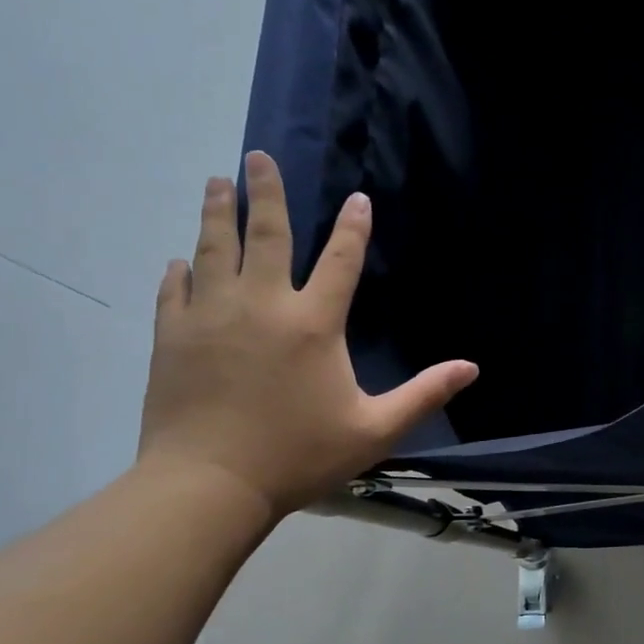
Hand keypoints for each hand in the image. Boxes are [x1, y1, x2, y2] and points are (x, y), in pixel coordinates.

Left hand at [136, 151, 477, 518]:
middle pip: (265, 235)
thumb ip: (424, 394)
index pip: (340, 260)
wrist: (206, 486)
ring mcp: (210, 318)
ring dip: (217, 213)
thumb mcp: (375, 429)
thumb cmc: (298, 455)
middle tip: (257, 157)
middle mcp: (262, 306)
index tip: (357, 198)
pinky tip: (181, 259)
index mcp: (313, 323)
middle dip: (264, 192)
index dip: (353, 227)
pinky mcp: (172, 338)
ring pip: (214, 250)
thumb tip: (471, 368)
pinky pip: (176, 291)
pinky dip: (181, 270)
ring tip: (216, 182)